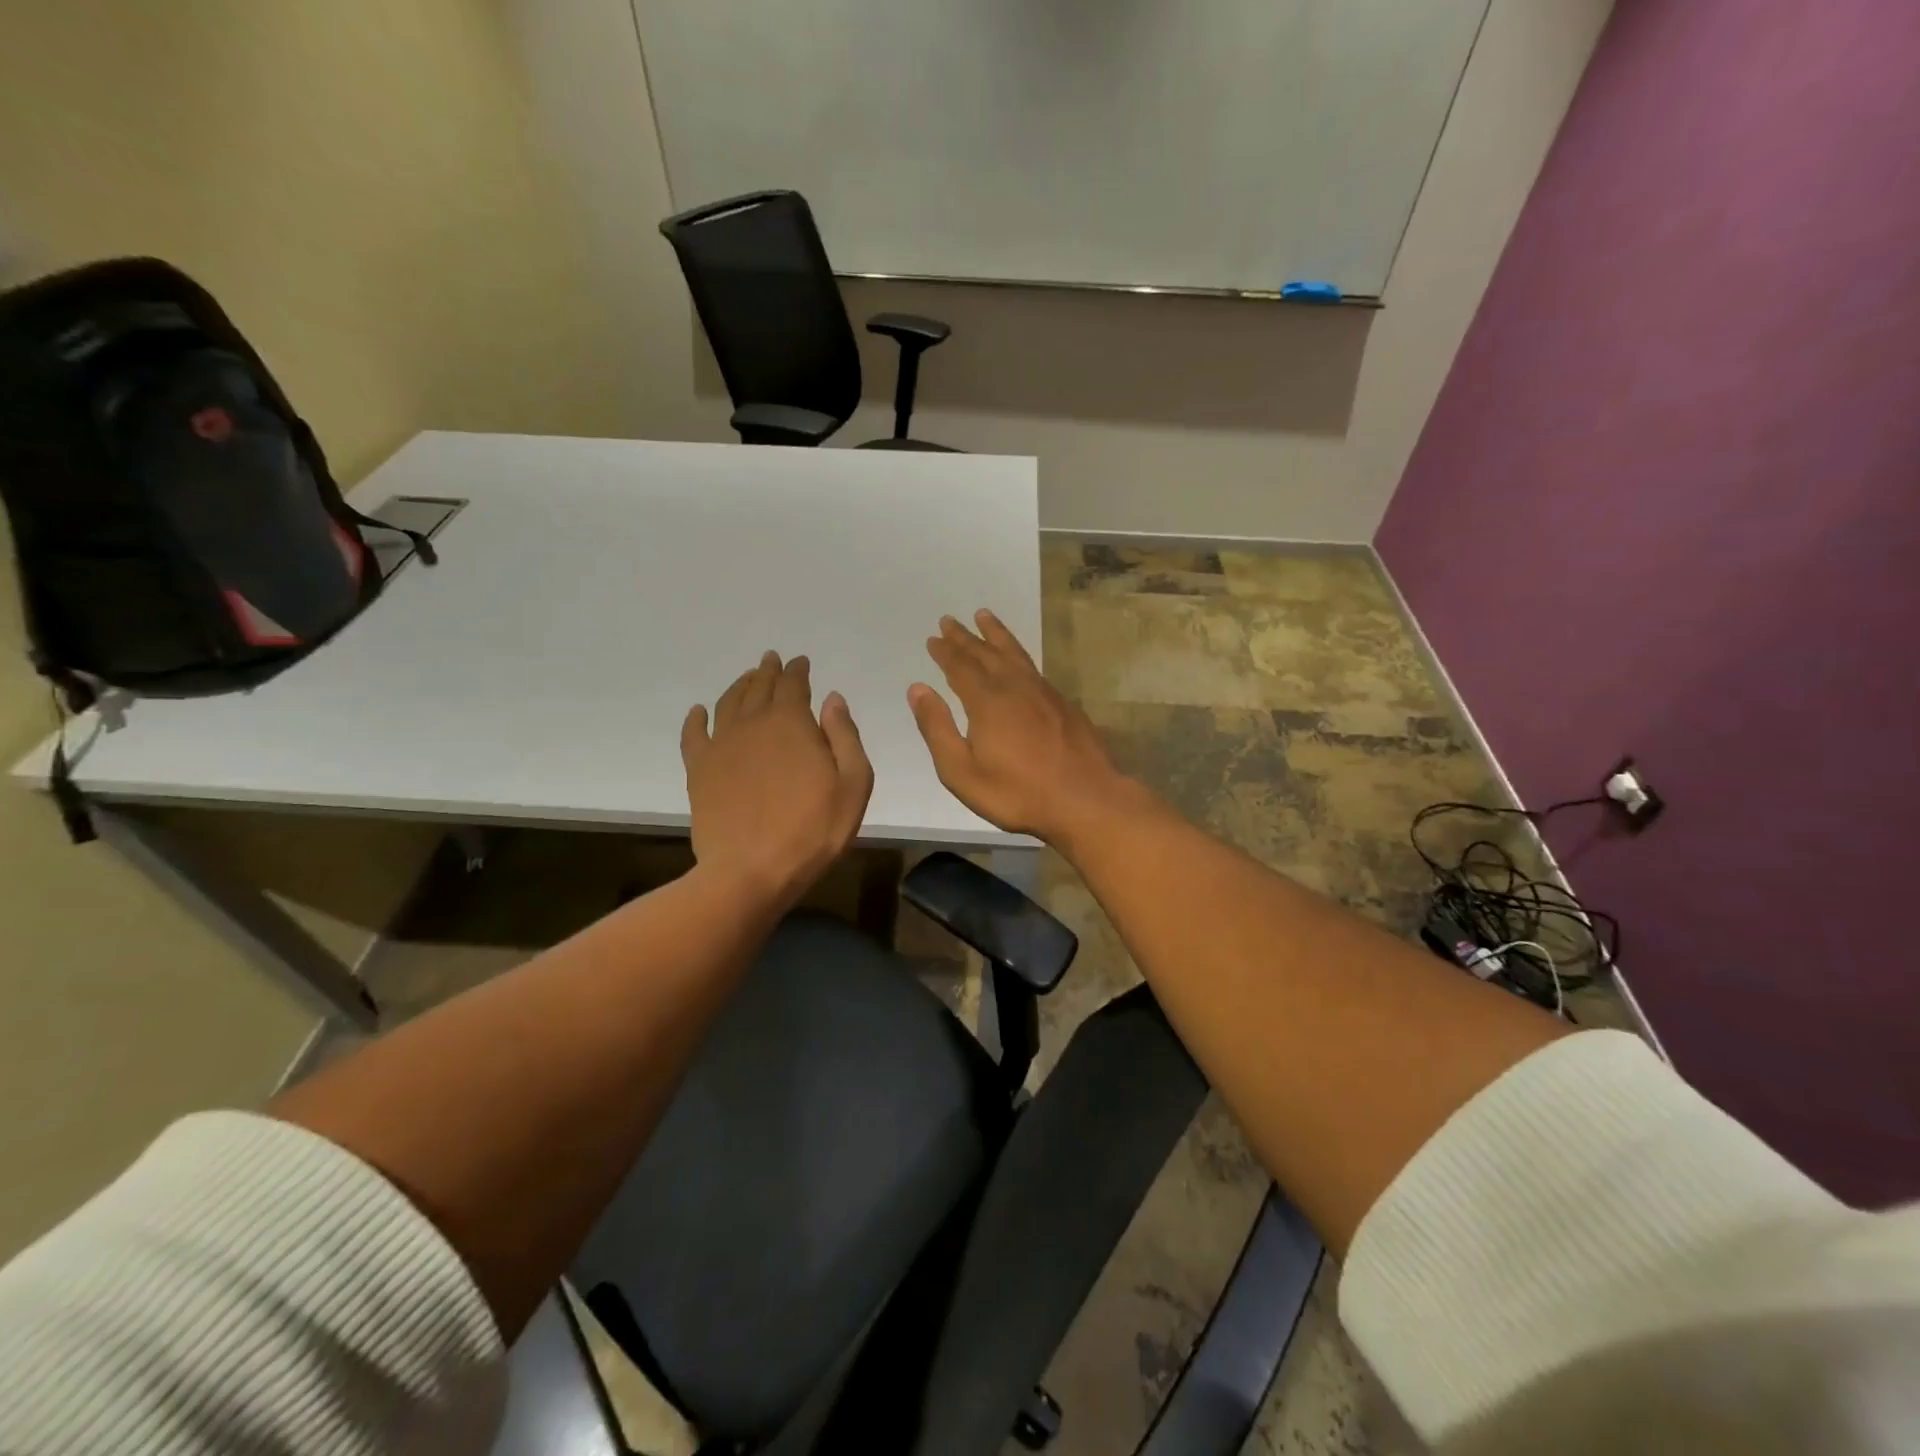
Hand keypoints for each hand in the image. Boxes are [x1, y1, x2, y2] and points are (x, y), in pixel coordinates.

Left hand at [682, 652, 873, 906]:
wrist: (751, 870)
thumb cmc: (813, 830)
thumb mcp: (853, 784)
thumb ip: (844, 736)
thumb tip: (832, 699)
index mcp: (792, 723)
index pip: (793, 684)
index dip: (798, 670)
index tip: (801, 662)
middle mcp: (753, 723)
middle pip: (759, 686)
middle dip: (768, 671)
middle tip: (772, 660)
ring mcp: (721, 745)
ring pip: (728, 703)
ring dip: (739, 686)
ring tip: (748, 678)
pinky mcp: (699, 770)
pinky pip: (693, 734)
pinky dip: (695, 718)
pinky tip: (698, 712)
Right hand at [908, 610, 1137, 846]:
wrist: (1085, 800)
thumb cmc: (1017, 793)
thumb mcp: (962, 771)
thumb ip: (937, 728)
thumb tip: (918, 689)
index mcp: (986, 701)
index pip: (960, 667)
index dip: (945, 651)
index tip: (933, 638)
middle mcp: (1014, 687)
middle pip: (985, 653)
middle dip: (965, 637)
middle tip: (950, 620)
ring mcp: (1043, 692)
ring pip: (1013, 653)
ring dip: (996, 634)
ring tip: (984, 616)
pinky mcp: (1063, 703)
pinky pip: (1032, 665)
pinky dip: (1018, 652)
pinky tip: (1017, 658)